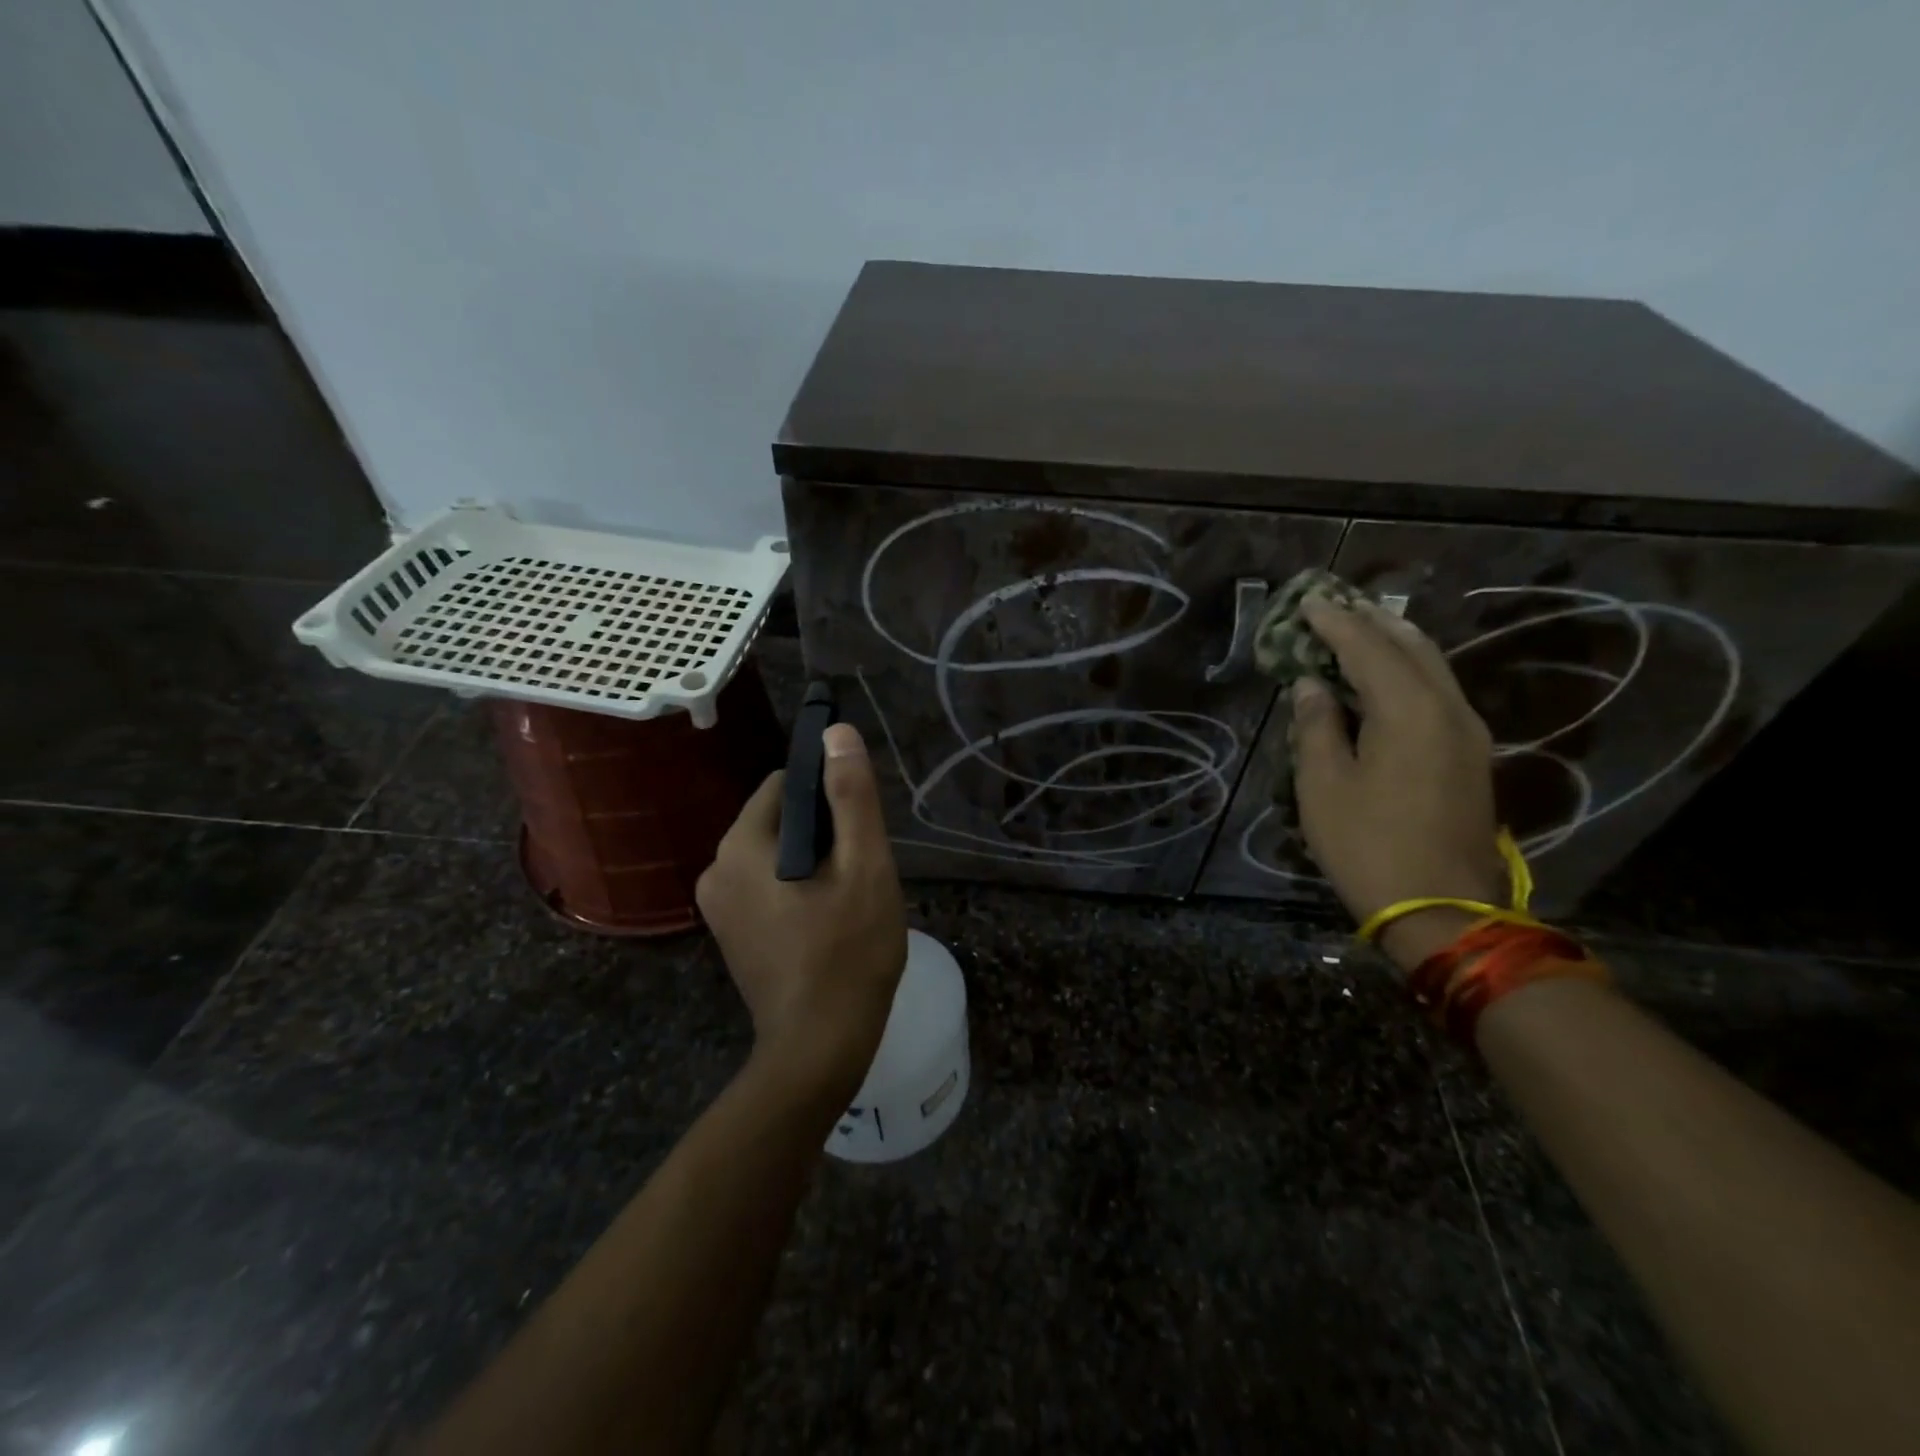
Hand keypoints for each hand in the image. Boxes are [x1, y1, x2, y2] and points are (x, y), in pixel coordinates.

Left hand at [695, 723, 907, 1098]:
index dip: (828, 794)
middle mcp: (715, 869)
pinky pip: (766, 886)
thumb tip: (837, 734)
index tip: (859, 827)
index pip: (784, 784)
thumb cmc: (848, 952)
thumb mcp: (863, 866)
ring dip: (813, 862)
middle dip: (823, 832)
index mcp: (740, 846)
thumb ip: (852, 796)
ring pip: (775, 854)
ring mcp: (718, 906)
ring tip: (848, 898)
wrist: (818, 1049)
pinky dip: (797, 888)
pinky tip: (827, 920)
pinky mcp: (730, 934)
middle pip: (779, 819)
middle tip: (859, 870)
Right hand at [1291, 596, 1504, 971]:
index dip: (1335, 623)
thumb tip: (1311, 687)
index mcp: (1410, 711)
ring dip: (1395, 643)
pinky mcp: (1470, 756)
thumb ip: (1317, 726)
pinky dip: (1409, 672)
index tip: (1307, 602)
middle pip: (1412, 647)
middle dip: (1372, 622)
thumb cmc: (1368, 845)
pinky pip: (1438, 692)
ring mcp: (1467, 733)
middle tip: (1337, 605)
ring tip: (1362, 627)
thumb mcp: (1324, 786)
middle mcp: (1449, 710)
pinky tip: (1387, 677)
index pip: (1369, 648)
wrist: (1442, 909)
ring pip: (1433, 668)